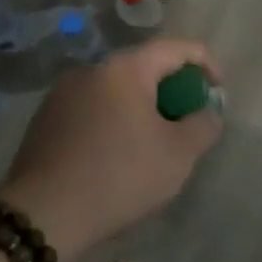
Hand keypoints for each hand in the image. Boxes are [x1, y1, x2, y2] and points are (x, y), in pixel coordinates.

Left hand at [0, 38, 223, 261]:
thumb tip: (207, 112)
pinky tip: (115, 156)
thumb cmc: (120, 176)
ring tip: (152, 143)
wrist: (43, 214)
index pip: (175, 47)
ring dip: (140, 107)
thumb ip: (203, 125)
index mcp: (125, 69)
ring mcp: (62, 94)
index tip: (217, 90)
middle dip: (171, 89)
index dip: (205, 62)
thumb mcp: (178, 155)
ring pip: (115, 90)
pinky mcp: (44, 120)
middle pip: (143, 68)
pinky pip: (91, 109)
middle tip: (186, 122)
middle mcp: (90, 70)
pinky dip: (113, 121)